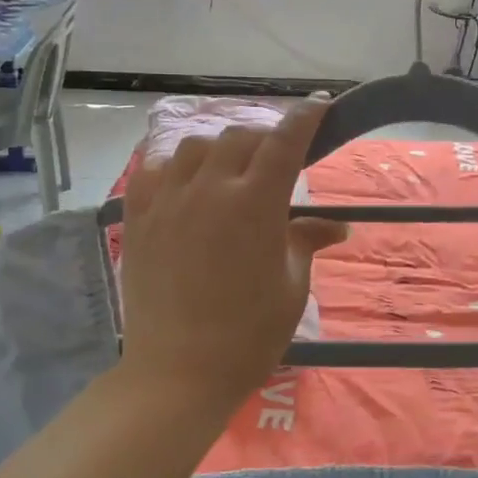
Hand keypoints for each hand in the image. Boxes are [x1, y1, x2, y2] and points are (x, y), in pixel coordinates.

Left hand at [119, 98, 348, 407]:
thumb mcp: (291, 287)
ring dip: (220, 150)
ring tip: (229, 172)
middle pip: (240, 136)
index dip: (306, 116)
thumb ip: (307, 242)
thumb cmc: (249, 335)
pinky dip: (175, 167)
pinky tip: (185, 184)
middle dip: (264, 139)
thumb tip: (338, 227)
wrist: (178, 372)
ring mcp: (169, 200)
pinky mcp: (139, 218)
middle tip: (275, 162)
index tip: (320, 104)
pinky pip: (154, 171)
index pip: (285, 141)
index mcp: (255, 203)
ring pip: (196, 146)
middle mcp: (210, 189)